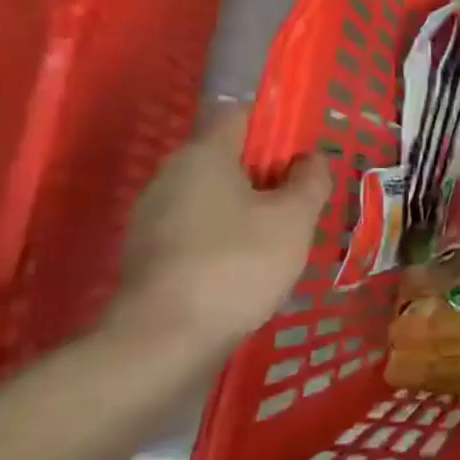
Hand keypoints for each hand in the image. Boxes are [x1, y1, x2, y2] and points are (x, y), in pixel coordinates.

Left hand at [107, 105, 331, 361]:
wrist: (163, 343)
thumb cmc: (237, 265)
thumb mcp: (294, 219)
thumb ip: (310, 181)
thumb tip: (311, 159)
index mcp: (204, 154)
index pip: (243, 116)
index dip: (279, 127)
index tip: (307, 155)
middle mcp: (171, 176)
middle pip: (229, 158)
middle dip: (268, 174)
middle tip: (303, 200)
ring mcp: (153, 218)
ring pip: (214, 197)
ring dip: (248, 209)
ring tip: (282, 238)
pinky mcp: (148, 256)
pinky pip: (198, 230)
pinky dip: (225, 239)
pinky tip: (248, 268)